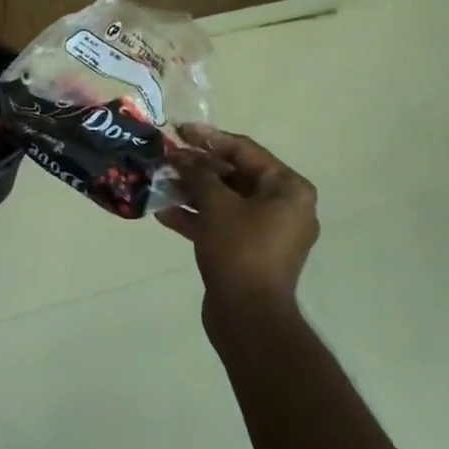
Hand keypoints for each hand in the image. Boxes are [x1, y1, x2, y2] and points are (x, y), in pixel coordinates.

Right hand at [157, 125, 319, 316]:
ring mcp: (267, 232)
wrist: (249, 318)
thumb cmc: (240, 250)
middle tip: (166, 158)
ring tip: (160, 182)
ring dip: (193, 192)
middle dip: (198, 168)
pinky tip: (163, 212)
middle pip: (235, 175)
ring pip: (226, 200)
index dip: (209, 138)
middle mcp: (284, 206)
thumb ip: (198, 173)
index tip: (179, 130)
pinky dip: (197, 217)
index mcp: (288, 189)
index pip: (245, 150)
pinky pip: (223, 224)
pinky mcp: (250, 252)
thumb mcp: (216, 204)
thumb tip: (181, 155)